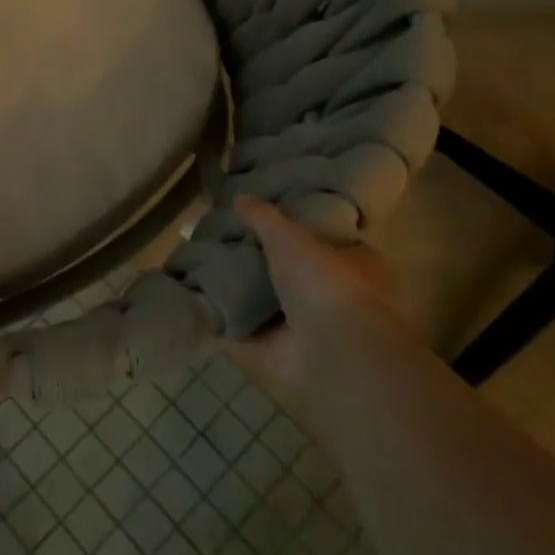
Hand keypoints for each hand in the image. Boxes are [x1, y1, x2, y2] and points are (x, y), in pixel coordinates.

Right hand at [221, 196, 398, 400]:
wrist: (333, 354)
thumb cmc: (327, 284)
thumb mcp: (292, 237)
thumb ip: (265, 217)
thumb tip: (240, 197)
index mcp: (358, 266)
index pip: (326, 242)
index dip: (297, 232)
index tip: (263, 222)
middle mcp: (336, 300)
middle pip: (293, 276)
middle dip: (263, 265)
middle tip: (225, 243)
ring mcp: (308, 332)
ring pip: (268, 307)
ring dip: (241, 295)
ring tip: (202, 269)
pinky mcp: (279, 356)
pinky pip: (244, 335)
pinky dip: (222, 324)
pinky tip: (196, 305)